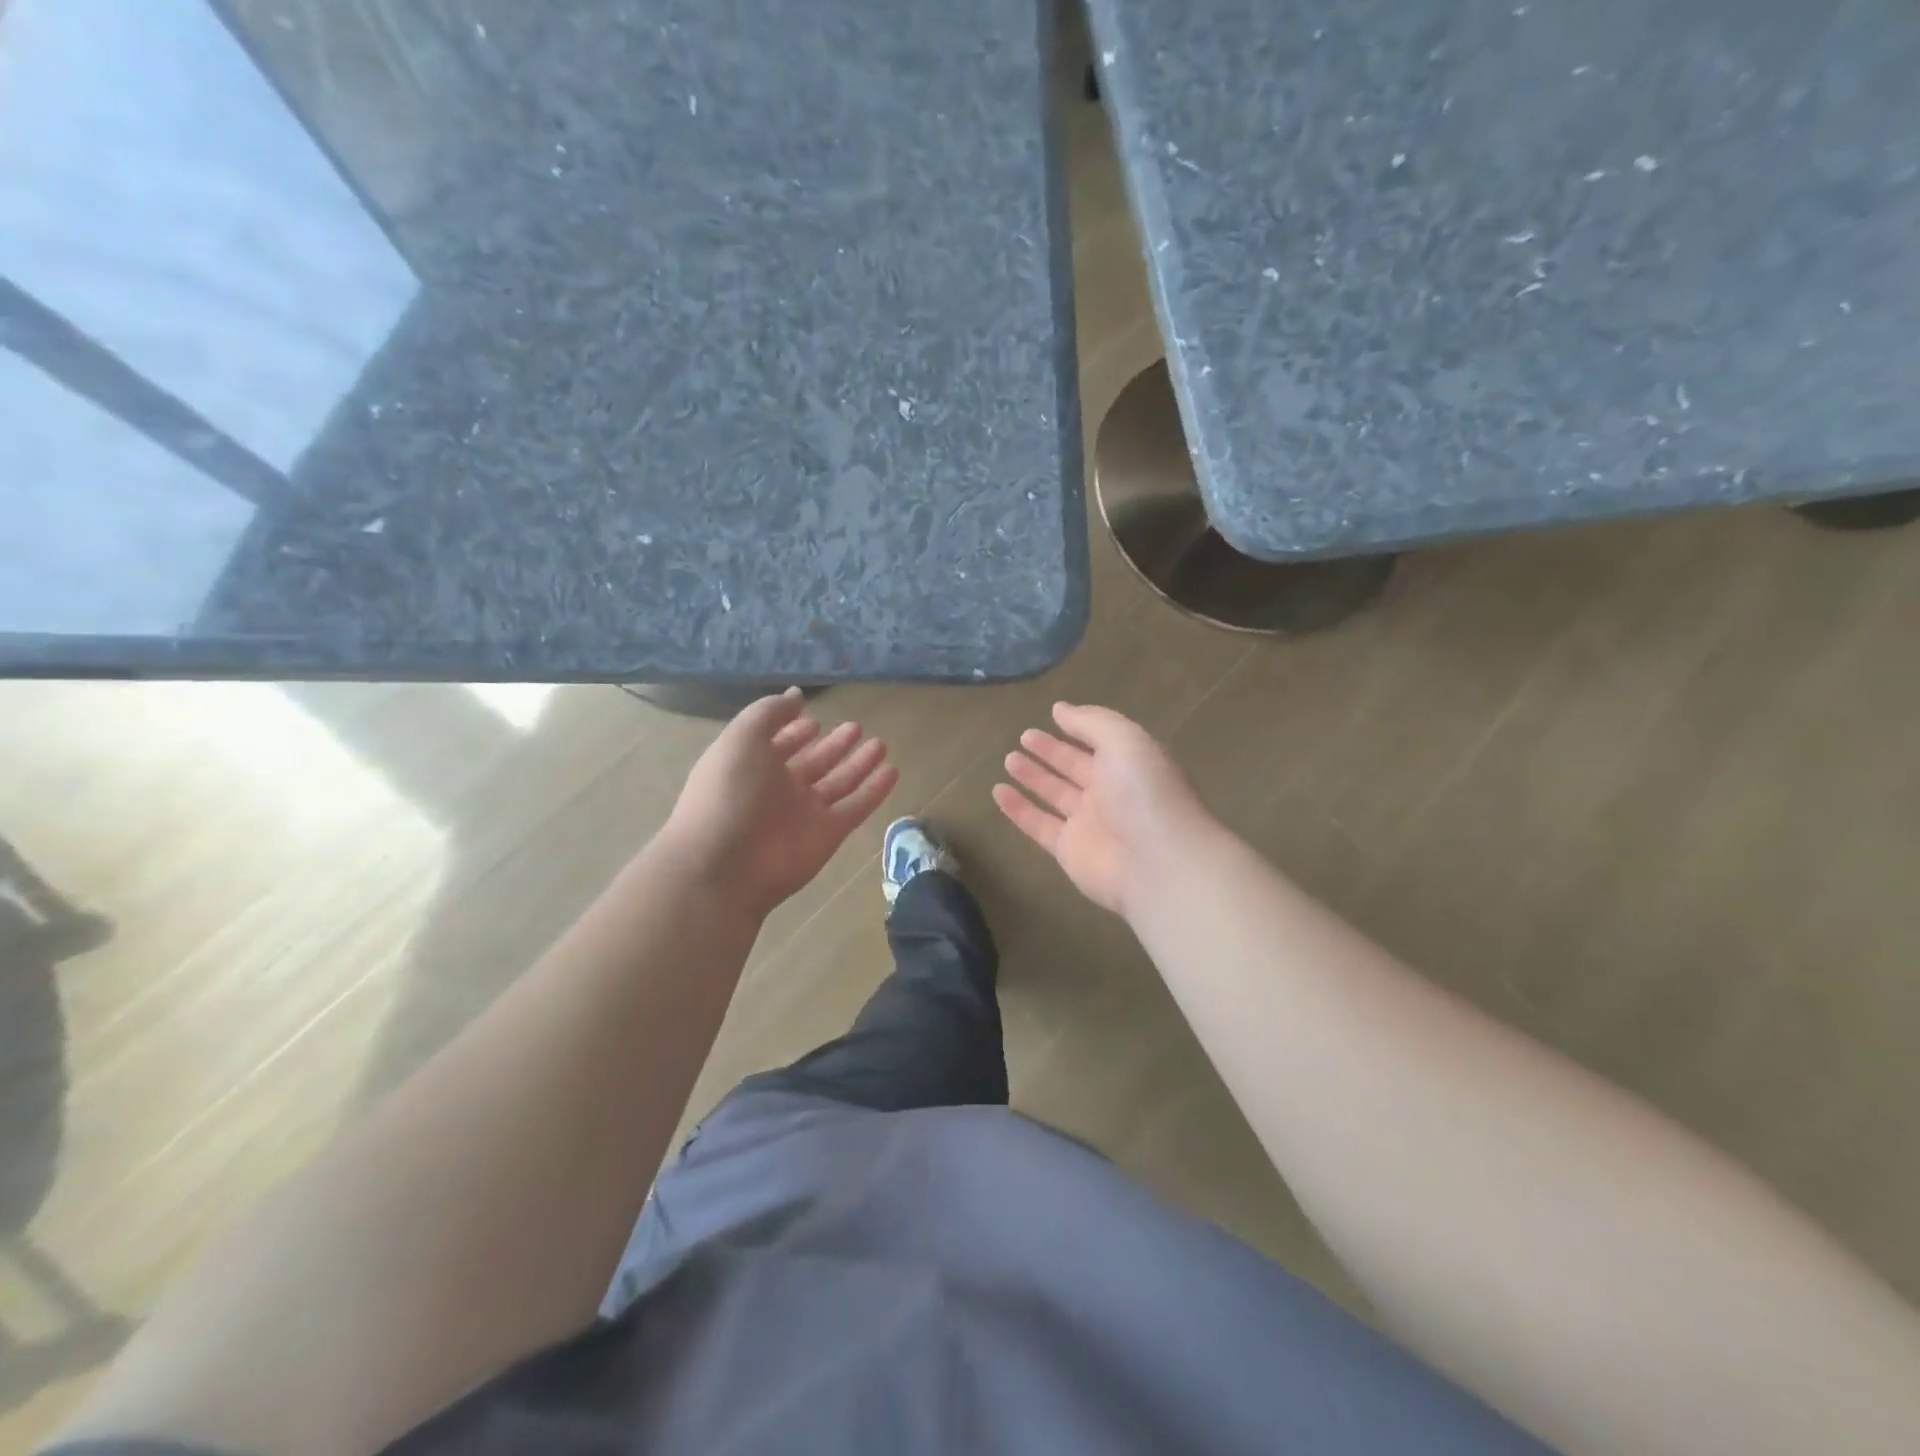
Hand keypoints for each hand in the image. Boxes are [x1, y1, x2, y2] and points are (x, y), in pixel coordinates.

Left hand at [662, 689, 897, 914]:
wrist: (724, 866)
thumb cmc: (728, 793)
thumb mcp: (741, 738)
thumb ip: (769, 712)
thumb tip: (795, 695)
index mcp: (752, 765)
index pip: (778, 743)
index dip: (794, 730)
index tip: (814, 716)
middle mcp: (779, 788)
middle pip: (813, 762)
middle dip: (832, 745)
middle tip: (855, 727)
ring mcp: (805, 813)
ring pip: (839, 783)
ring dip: (858, 764)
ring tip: (880, 743)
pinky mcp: (828, 834)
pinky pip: (857, 807)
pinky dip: (874, 791)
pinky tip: (892, 771)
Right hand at [993, 702, 1209, 917]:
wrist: (1155, 863)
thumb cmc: (1143, 793)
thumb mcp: (1124, 740)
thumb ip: (1091, 722)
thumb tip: (1060, 709)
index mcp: (1130, 765)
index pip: (1100, 743)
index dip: (1077, 729)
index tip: (1051, 715)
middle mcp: (1111, 793)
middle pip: (1076, 768)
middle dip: (1052, 752)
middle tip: (1024, 736)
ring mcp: (1090, 824)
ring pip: (1055, 795)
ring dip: (1033, 777)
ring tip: (1009, 759)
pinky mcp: (1069, 851)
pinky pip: (1038, 825)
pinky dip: (1019, 809)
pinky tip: (998, 792)